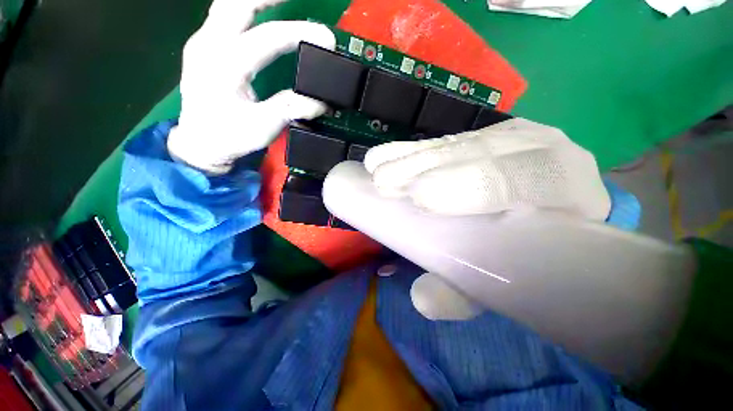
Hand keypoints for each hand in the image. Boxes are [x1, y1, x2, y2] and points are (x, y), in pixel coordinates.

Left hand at [167, 0, 335, 173]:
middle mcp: (209, 45)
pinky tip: (258, 9)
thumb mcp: (263, 127)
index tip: (327, 38)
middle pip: (238, 3)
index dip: (299, 34)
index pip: (267, 38)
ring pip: (226, 3)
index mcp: (225, 67)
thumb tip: (319, 102)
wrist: (199, 142)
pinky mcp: (203, 46)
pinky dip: (243, 6)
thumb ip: (290, 109)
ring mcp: (202, 42)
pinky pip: (222, 13)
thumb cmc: (230, 136)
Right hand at [350, 118, 610, 319]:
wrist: (543, 220)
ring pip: (459, 142)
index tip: (421, 197)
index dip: (473, 184)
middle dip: (428, 166)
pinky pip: (446, 139)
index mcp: (569, 193)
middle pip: (483, 152)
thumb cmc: (526, 256)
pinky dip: (414, 149)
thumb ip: (464, 293)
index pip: (527, 178)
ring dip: (414, 156)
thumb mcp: (498, 282)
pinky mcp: (483, 135)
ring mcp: (512, 138)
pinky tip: (389, 156)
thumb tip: (422, 300)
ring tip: (378, 167)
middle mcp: (543, 153)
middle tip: (385, 181)